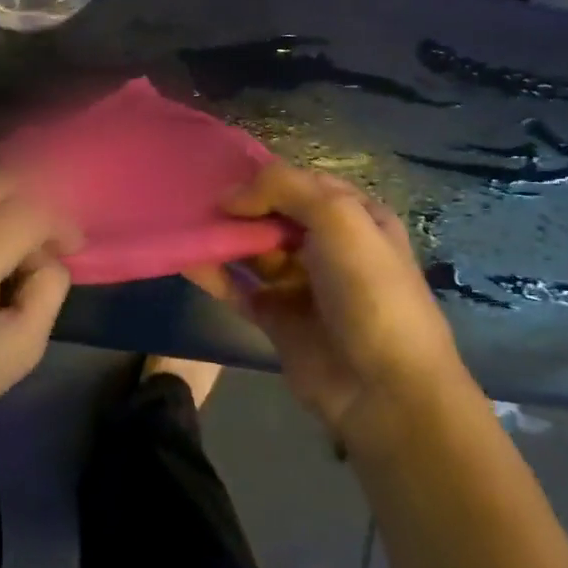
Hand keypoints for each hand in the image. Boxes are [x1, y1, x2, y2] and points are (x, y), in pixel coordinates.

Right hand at [186, 163, 459, 435]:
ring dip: (222, 237)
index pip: (304, 184)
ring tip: (184, 223)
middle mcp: (329, 246)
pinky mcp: (276, 317)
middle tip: (196, 201)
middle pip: (274, 215)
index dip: (267, 179)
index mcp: (357, 217)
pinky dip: (213, 273)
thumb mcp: (339, 217)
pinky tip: (184, 258)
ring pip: (252, 249)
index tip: (226, 179)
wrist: (383, 388)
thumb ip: (283, 188)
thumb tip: (229, 198)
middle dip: (239, 207)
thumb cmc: (369, 290)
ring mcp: (301, 283)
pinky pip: (237, 287)